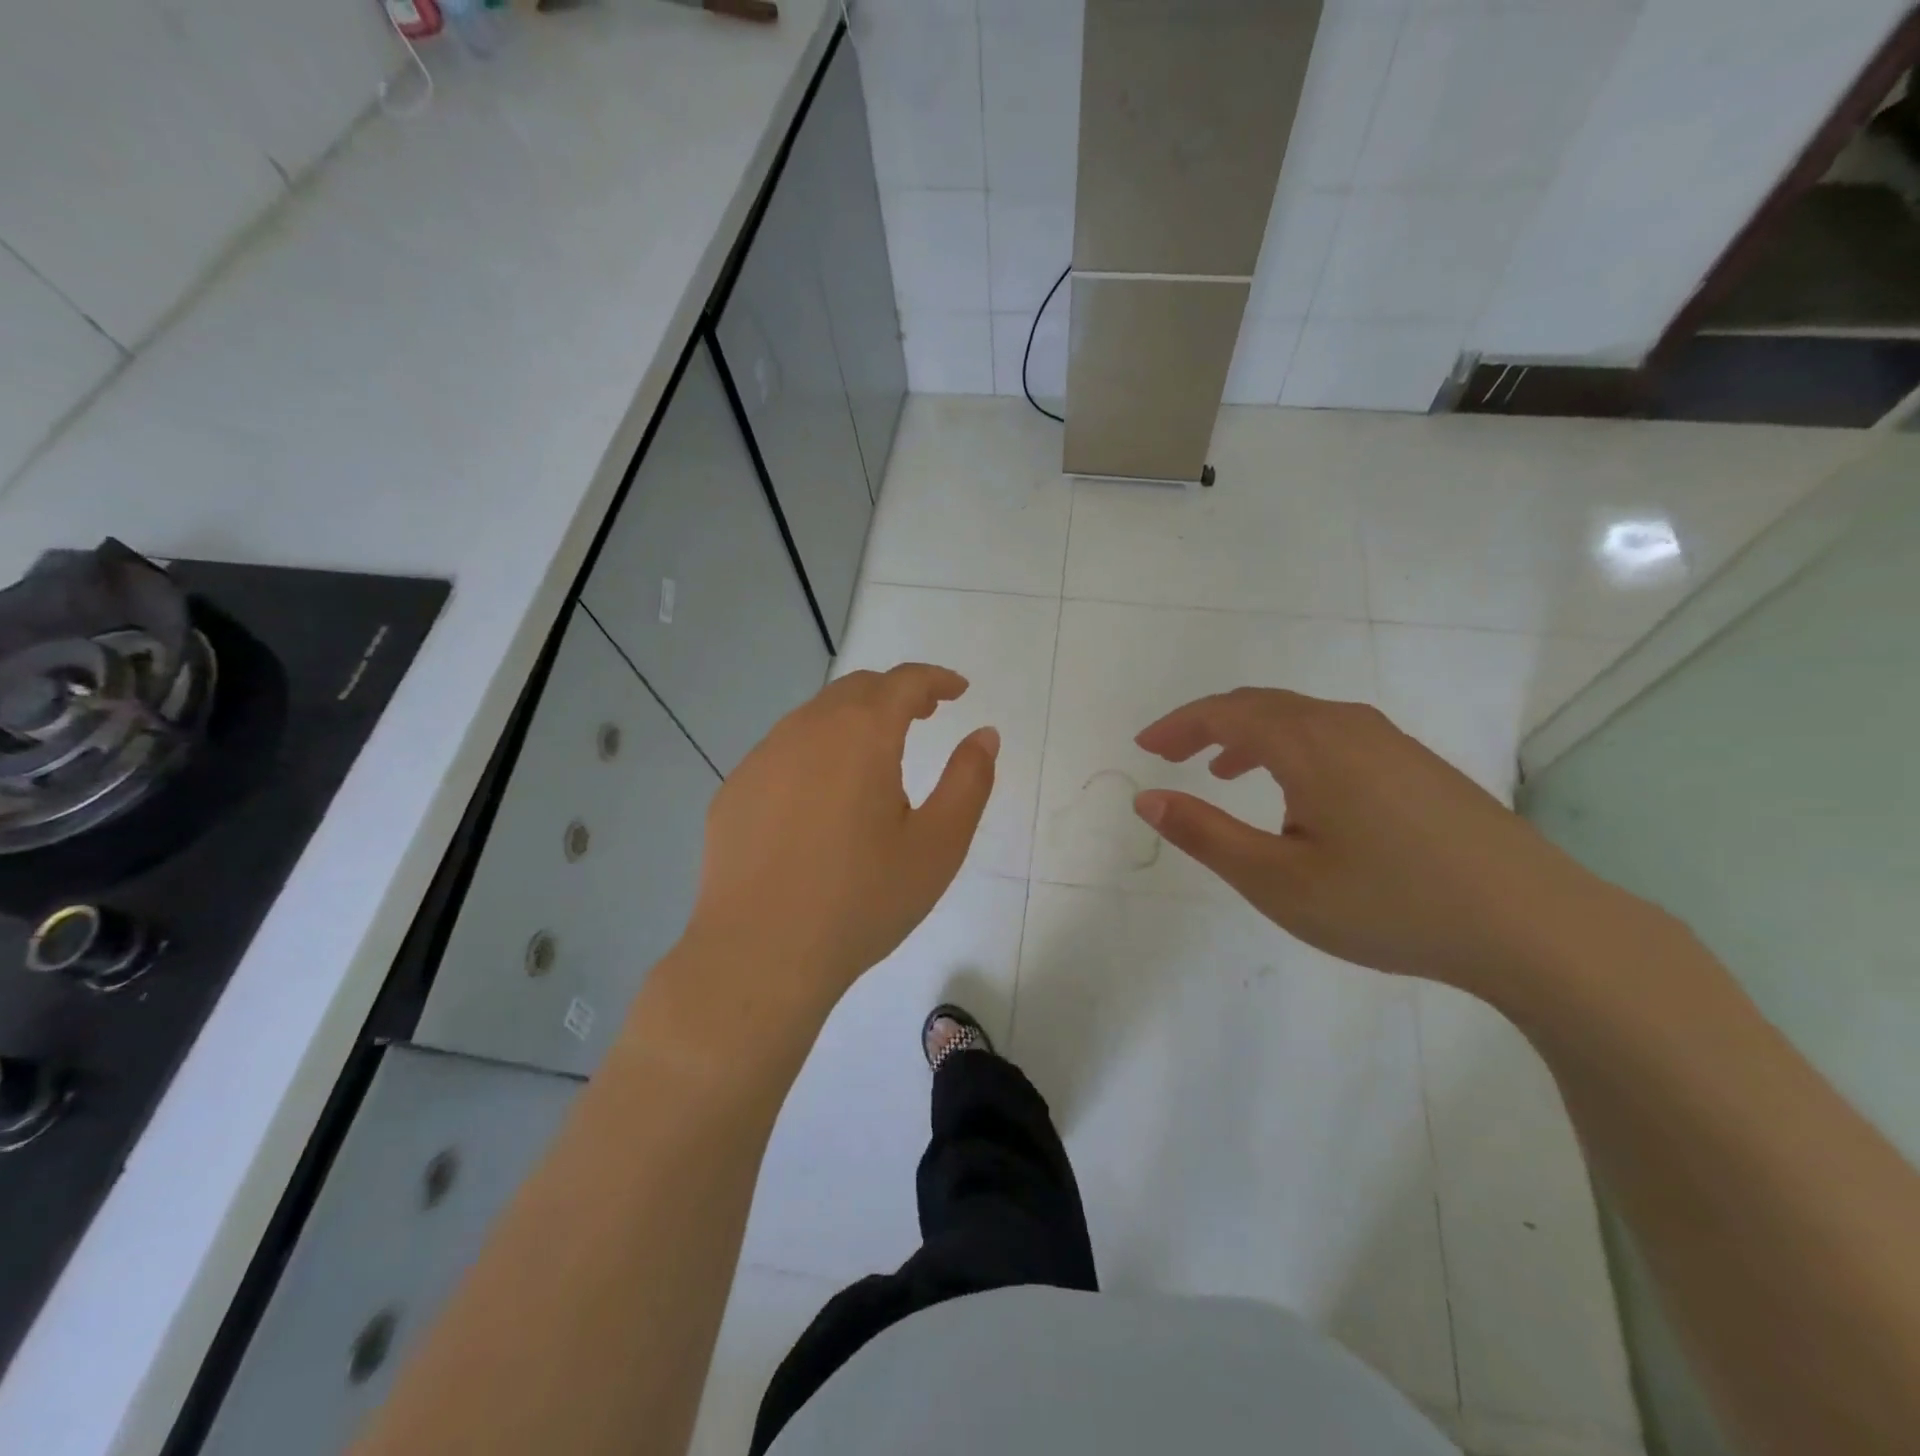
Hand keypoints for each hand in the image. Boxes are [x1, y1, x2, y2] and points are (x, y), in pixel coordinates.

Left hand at [682, 664, 997, 1020]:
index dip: (936, 679)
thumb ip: (969, 780)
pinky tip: (821, 799)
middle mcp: (806, 730)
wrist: (760, 954)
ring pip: (815, 717)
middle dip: (895, 693)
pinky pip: (783, 752)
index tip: (958, 690)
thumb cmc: (862, 900)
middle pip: (857, 689)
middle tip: (924, 715)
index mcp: (861, 735)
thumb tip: (984, 735)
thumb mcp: (938, 845)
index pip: (904, 682)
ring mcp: (762, 759)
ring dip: (853, 720)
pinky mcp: (735, 791)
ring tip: (876, 756)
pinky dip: (815, 753)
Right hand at [1132, 689, 1614, 994]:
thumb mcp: (1277, 880)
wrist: (1534, 925)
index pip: (1226, 712)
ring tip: (1223, 772)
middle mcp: (1347, 726)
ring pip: (1300, 720)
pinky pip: (1333, 737)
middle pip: (1262, 705)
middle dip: (1208, 725)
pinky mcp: (1417, 766)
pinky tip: (1297, 796)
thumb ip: (1205, 835)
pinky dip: (1291, 749)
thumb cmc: (1389, 903)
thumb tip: (1148, 799)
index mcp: (1310, 744)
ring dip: (1251, 736)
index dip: (1179, 725)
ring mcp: (1390, 743)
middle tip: (1171, 755)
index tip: (1144, 747)